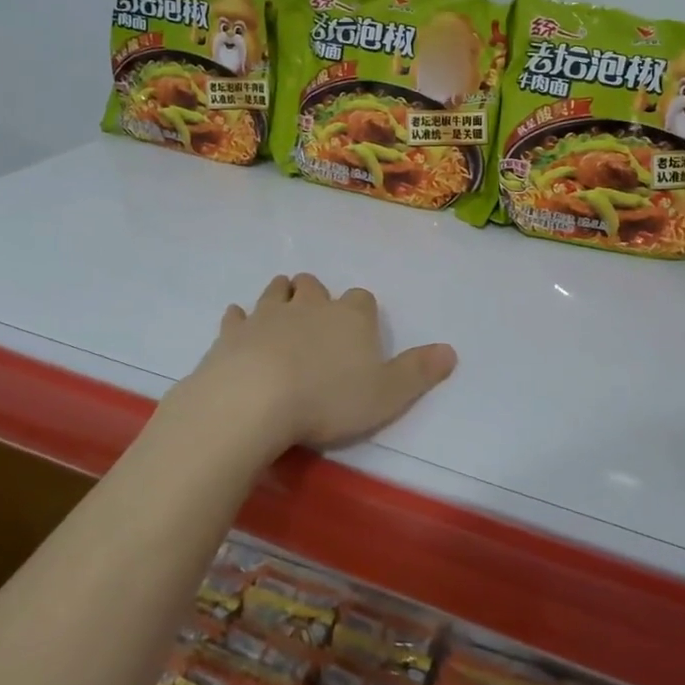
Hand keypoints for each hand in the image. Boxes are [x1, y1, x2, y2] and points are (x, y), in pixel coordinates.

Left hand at [181, 274, 456, 457]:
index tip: (359, 329)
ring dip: (281, 295)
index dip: (361, 312)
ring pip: (277, 290)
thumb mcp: (387, 394)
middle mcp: (310, 306)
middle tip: (316, 315)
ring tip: (283, 309)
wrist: (255, 399)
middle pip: (314, 286)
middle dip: (316, 295)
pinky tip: (239, 326)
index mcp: (350, 317)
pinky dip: (240, 319)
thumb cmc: (328, 399)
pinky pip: (236, 316)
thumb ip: (419, 371)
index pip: (361, 300)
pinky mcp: (233, 332)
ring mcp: (267, 314)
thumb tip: (451, 351)